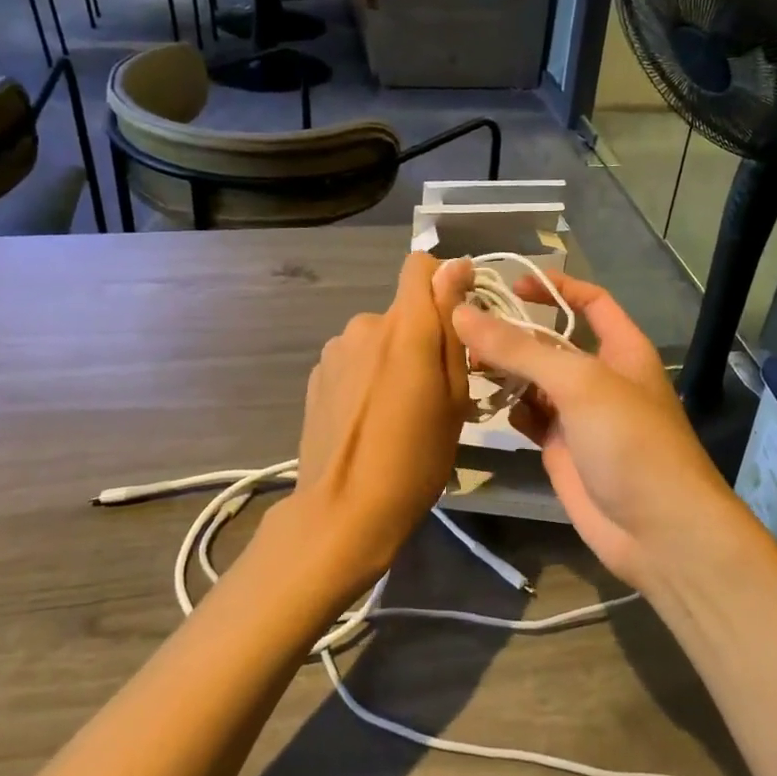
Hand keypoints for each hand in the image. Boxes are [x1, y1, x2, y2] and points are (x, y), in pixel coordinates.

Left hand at [270, 254, 473, 598]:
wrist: (344, 510)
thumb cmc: (416, 457)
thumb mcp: (453, 395)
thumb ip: (452, 326)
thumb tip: (456, 265)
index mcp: (404, 326)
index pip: (419, 267)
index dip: (444, 282)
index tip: (459, 318)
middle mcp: (365, 324)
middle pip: (403, 311)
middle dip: (422, 336)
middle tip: (435, 388)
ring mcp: (335, 350)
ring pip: (378, 337)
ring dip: (392, 357)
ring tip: (399, 408)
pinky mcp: (317, 374)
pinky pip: (354, 359)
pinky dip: (367, 374)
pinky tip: (369, 417)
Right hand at [453, 275, 736, 589]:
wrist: (657, 531)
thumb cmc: (630, 442)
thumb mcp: (579, 384)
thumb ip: (521, 349)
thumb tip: (463, 313)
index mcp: (621, 348)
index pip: (589, 300)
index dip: (553, 287)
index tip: (509, 284)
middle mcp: (599, 376)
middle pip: (550, 342)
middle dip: (513, 332)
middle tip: (463, 326)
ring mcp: (579, 415)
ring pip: (534, 381)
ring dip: (503, 370)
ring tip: (462, 362)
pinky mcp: (561, 448)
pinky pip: (528, 417)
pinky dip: (507, 408)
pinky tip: (482, 403)